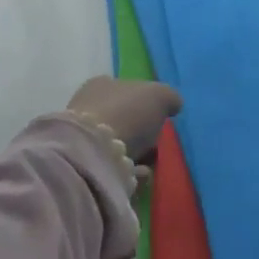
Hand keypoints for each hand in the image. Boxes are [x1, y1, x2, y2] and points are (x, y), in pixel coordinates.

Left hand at [67, 75, 182, 159]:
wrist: (96, 154)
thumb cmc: (127, 113)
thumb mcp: (158, 96)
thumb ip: (169, 97)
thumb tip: (174, 104)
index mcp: (102, 84)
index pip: (127, 90)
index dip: (146, 104)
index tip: (160, 120)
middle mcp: (88, 106)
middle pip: (123, 118)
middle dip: (141, 132)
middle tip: (156, 145)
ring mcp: (84, 136)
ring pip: (118, 143)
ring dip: (136, 153)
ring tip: (151, 164)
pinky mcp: (85, 163)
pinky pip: (113, 165)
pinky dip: (128, 170)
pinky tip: (140, 174)